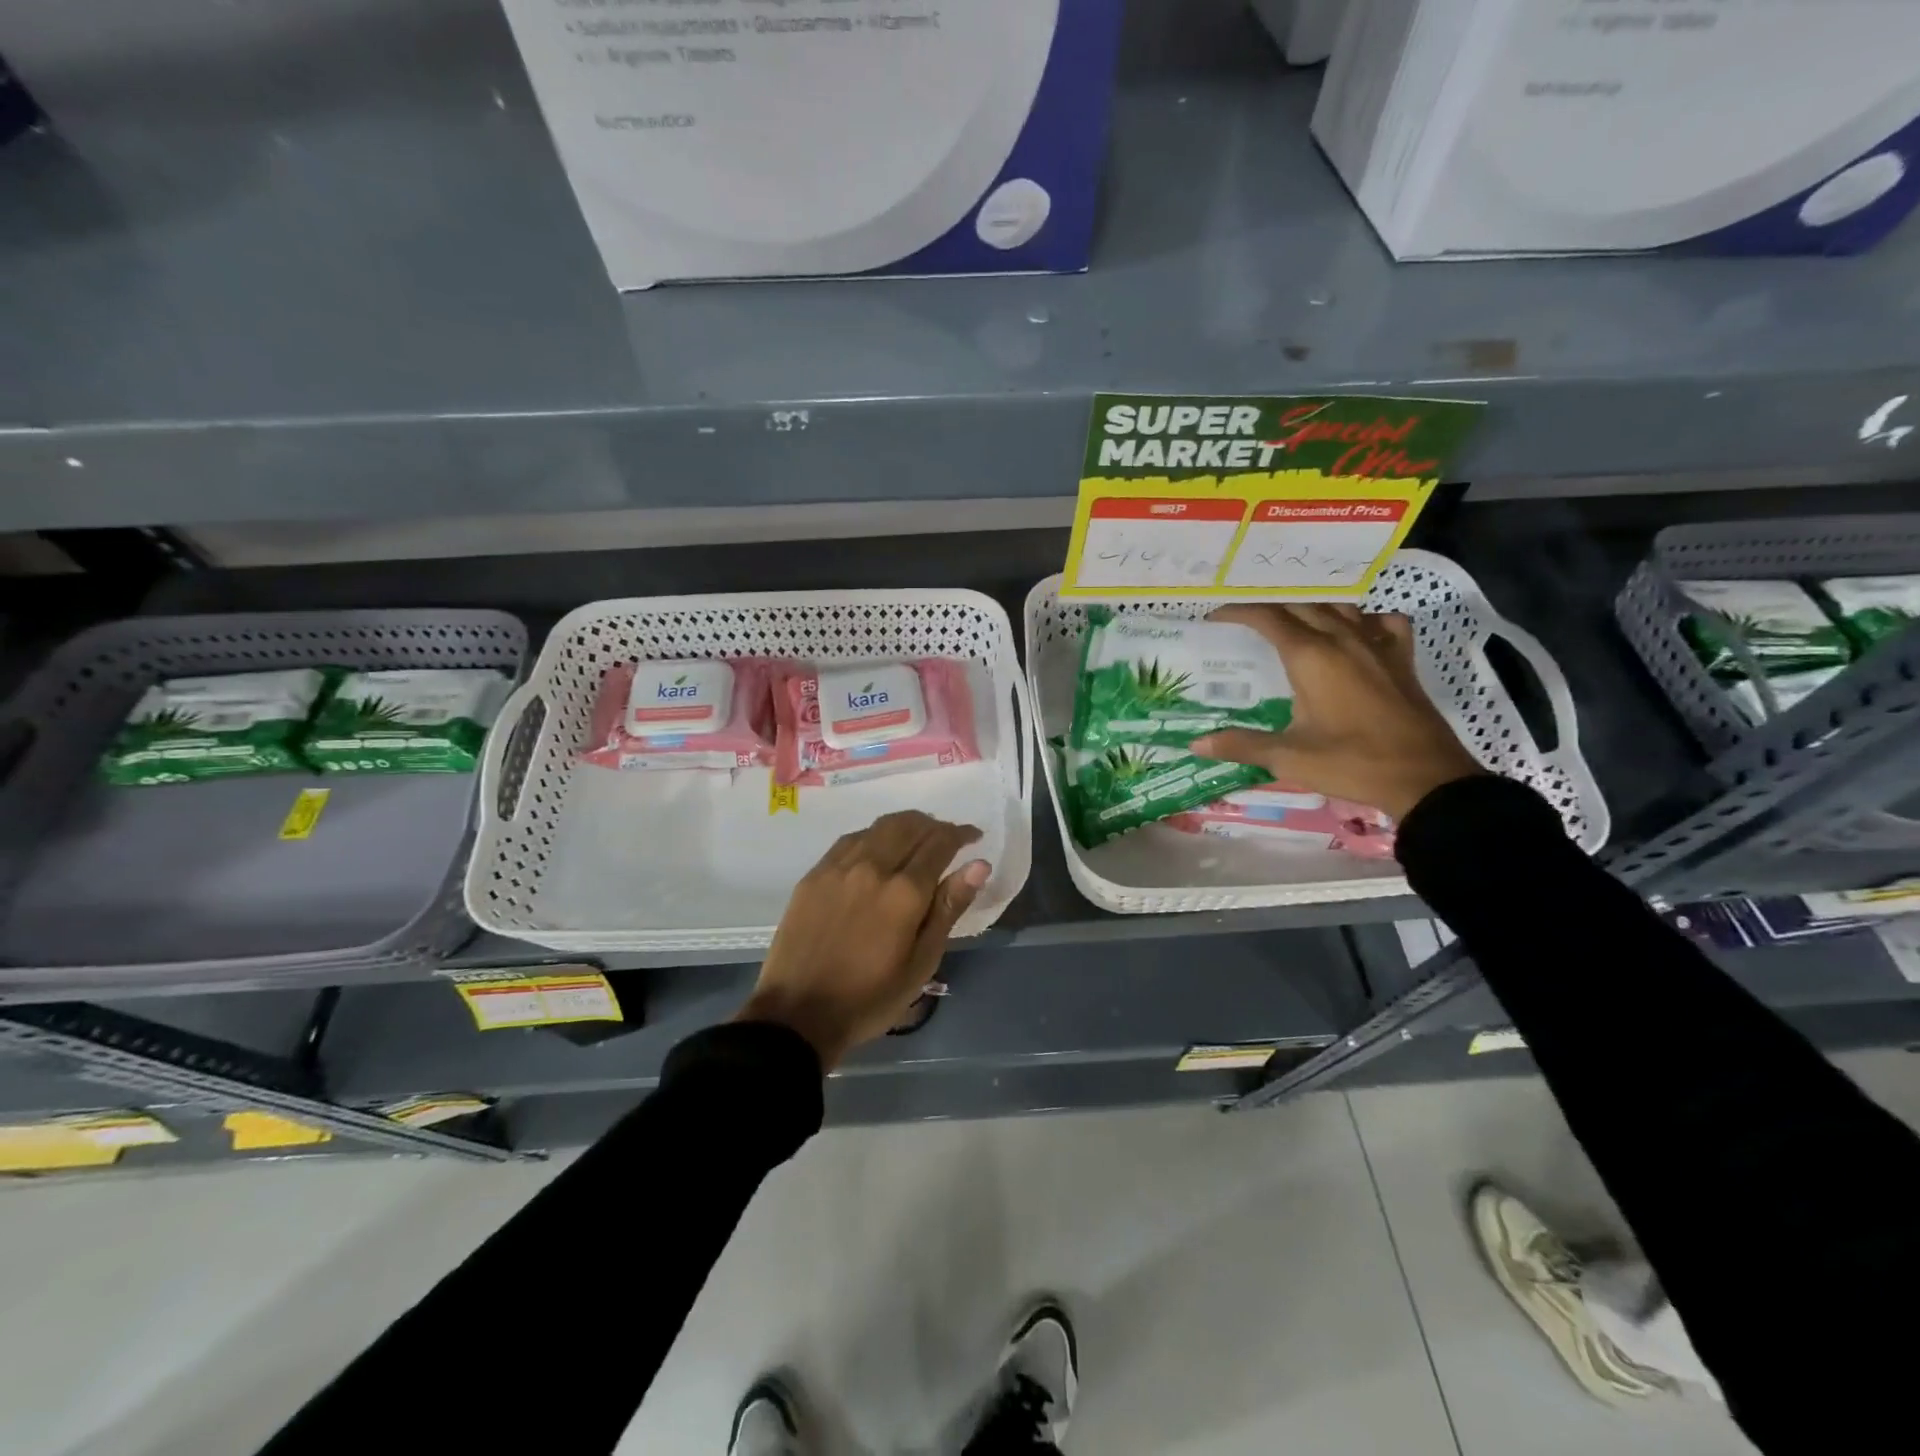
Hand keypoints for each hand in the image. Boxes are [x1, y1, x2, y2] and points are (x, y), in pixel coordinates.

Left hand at [736, 811, 990, 1069]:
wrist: (799, 1013)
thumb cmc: (870, 997)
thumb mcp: (921, 962)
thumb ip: (949, 908)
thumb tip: (979, 865)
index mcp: (904, 892)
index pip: (940, 843)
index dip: (960, 834)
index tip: (973, 837)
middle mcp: (872, 866)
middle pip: (909, 825)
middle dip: (934, 825)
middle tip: (947, 837)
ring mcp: (839, 867)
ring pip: (879, 827)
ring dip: (905, 824)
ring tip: (917, 838)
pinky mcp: (815, 874)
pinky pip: (851, 839)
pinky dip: (874, 835)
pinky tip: (878, 849)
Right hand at [1192, 603, 1483, 821]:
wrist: (1425, 778)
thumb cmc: (1352, 763)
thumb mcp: (1289, 757)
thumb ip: (1241, 745)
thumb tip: (1195, 744)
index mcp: (1311, 657)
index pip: (1268, 618)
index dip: (1239, 612)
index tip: (1215, 617)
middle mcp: (1343, 639)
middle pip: (1301, 606)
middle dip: (1270, 608)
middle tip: (1246, 621)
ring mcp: (1378, 645)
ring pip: (1340, 607)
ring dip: (1312, 608)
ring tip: (1292, 622)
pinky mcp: (1402, 659)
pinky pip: (1382, 622)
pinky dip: (1363, 620)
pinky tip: (1356, 633)